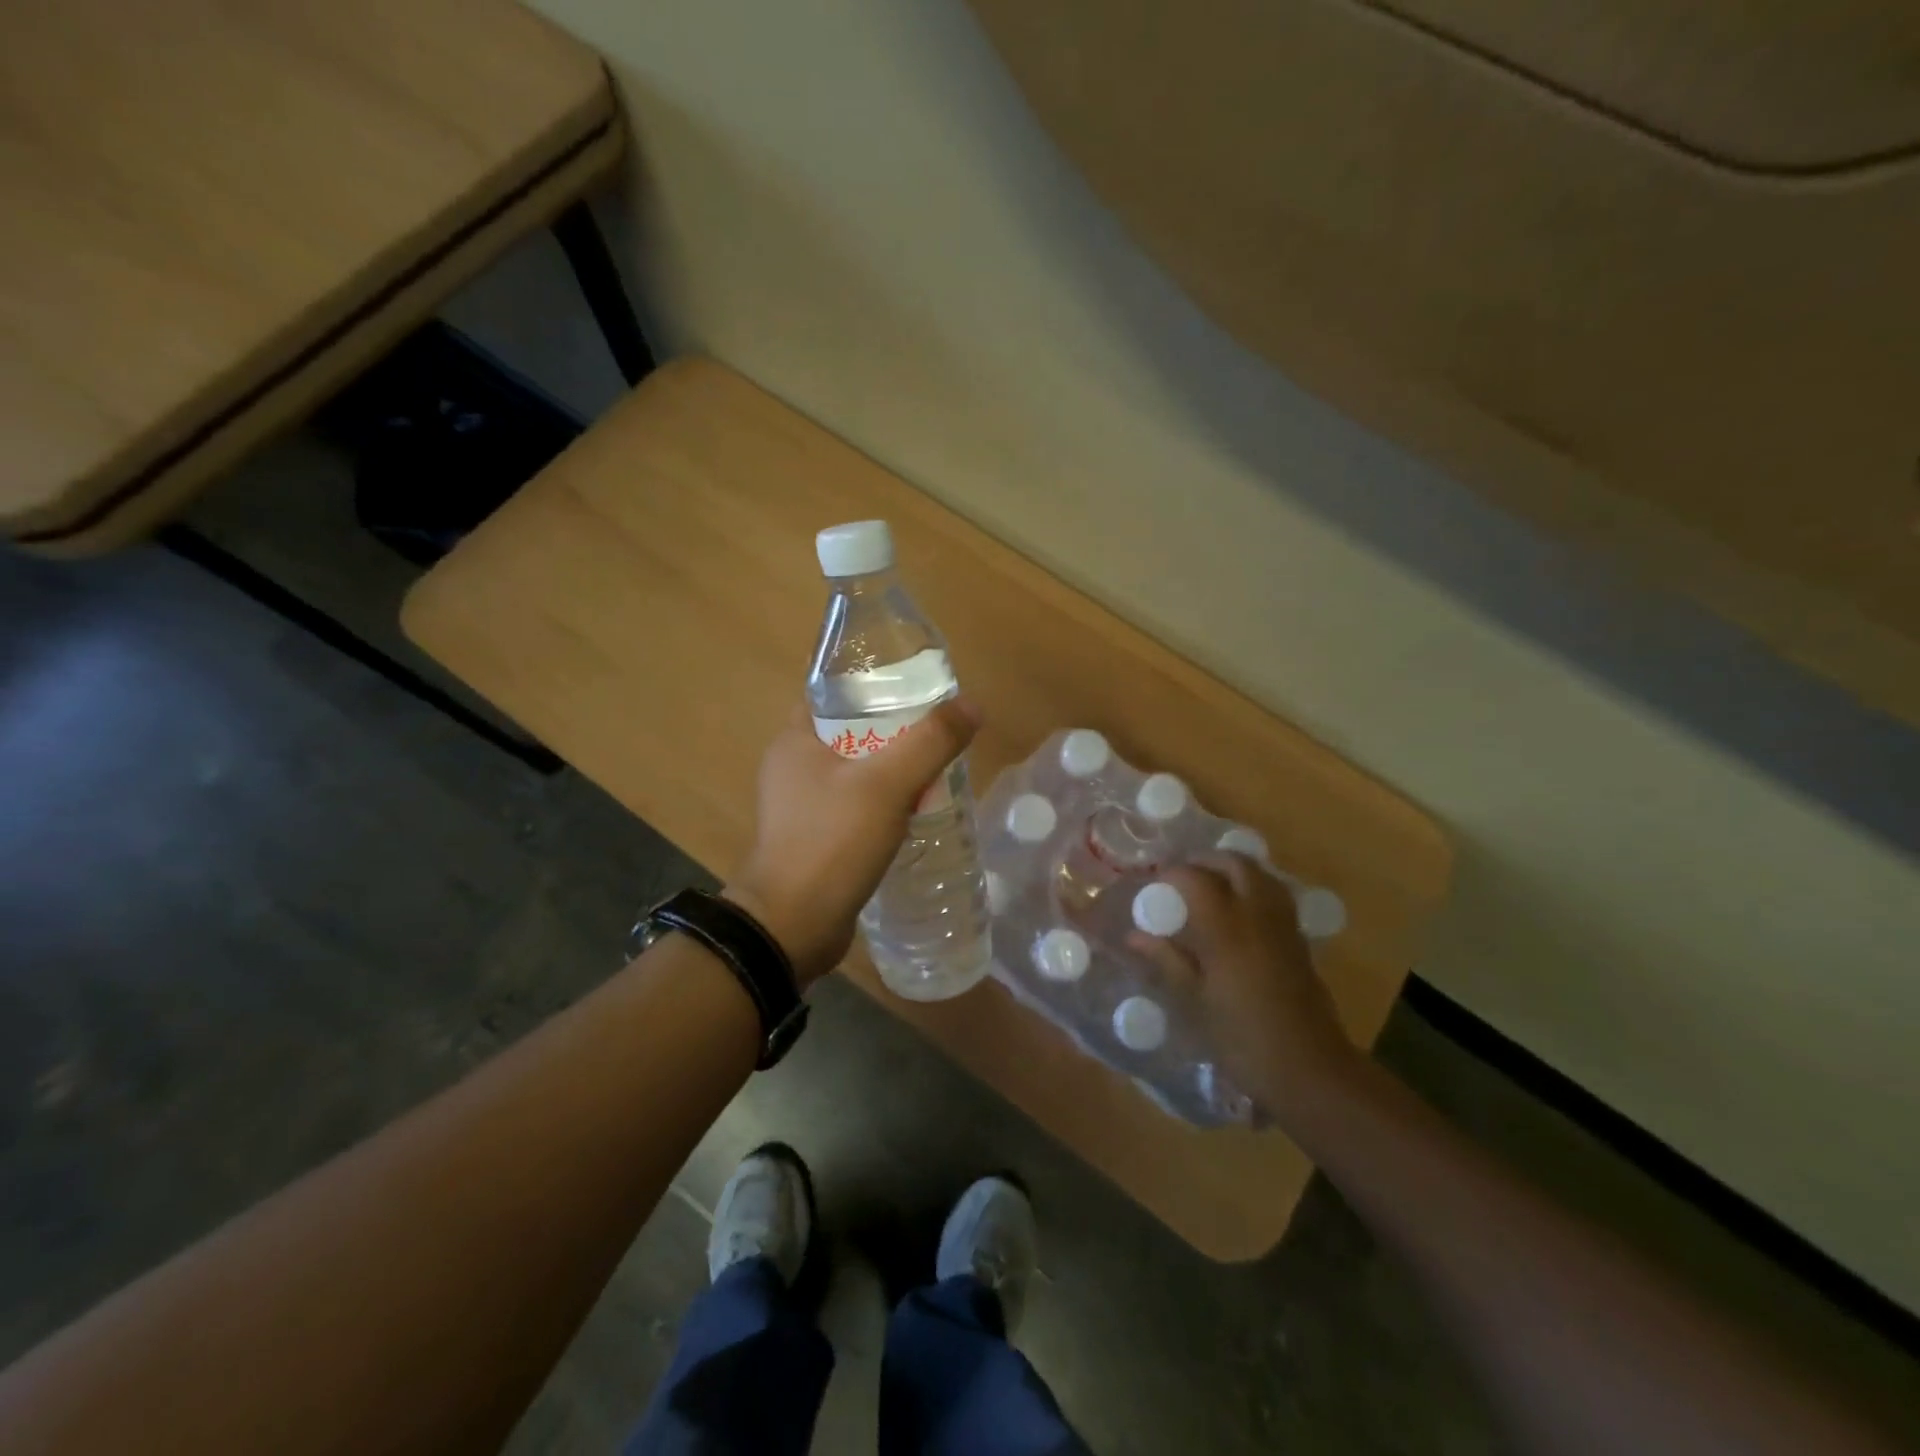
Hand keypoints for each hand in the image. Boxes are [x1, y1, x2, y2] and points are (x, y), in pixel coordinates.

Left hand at [725, 697, 982, 986]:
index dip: (872, 684)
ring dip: (892, 771)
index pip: (832, 692)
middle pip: (851, 732)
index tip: (915, 688)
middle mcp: (793, 768)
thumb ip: (930, 741)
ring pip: (857, 773)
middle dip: (894, 730)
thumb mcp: (887, 784)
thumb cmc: (832, 842)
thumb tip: (971, 705)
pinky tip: (916, 812)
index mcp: (794, 740)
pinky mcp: (816, 840)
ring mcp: (802, 807)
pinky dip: (884, 805)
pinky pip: (856, 808)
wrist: (792, 927)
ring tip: (937, 770)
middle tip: (937, 732)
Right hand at [1128, 853, 1358, 1119]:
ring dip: (1234, 871)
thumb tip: (1134, 936)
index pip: (1196, 878)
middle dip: (1207, 861)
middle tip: (1182, 876)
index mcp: (1226, 928)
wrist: (1309, 1071)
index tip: (1153, 884)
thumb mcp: (1195, 1002)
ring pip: (1262, 875)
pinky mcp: (1300, 942)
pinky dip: (1254, 890)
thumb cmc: (1243, 1039)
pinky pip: (1275, 897)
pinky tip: (1237, 913)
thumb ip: (1167, 961)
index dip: (1173, 874)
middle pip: (1236, 864)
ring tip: (1210, 887)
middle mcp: (1258, 915)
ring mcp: (1284, 926)